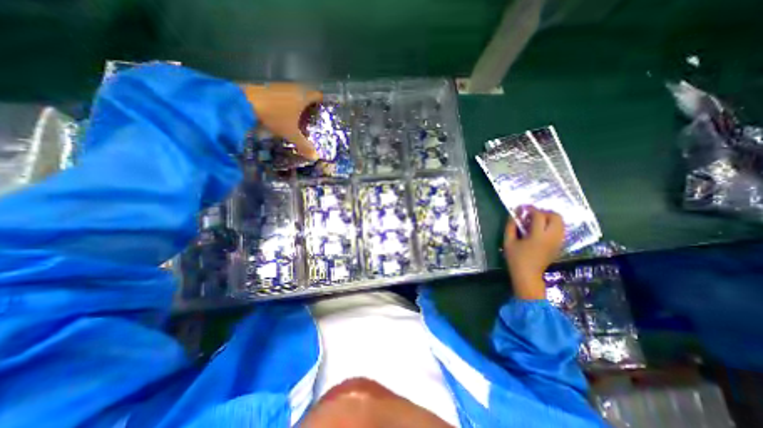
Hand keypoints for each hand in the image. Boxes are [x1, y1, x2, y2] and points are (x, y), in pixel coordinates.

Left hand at [239, 82, 318, 158]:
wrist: (243, 102)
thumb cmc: (274, 116)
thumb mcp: (290, 133)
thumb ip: (304, 145)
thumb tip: (316, 157)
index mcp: (303, 96)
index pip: (318, 95)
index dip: (322, 103)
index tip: (324, 111)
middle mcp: (293, 87)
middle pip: (306, 93)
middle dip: (310, 105)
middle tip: (312, 117)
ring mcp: (279, 85)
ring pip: (293, 93)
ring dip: (297, 103)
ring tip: (299, 116)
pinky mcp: (267, 86)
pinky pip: (282, 93)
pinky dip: (285, 101)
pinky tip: (283, 112)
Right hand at [505, 207, 560, 300]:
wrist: (528, 275)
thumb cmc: (515, 259)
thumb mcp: (508, 241)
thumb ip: (510, 226)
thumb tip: (514, 213)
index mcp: (538, 237)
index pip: (539, 216)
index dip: (531, 209)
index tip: (523, 208)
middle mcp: (552, 238)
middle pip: (556, 217)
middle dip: (544, 212)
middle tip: (532, 215)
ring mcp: (558, 242)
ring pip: (561, 223)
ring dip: (549, 218)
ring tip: (537, 221)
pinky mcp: (559, 246)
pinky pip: (561, 230)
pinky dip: (553, 225)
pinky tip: (541, 229)